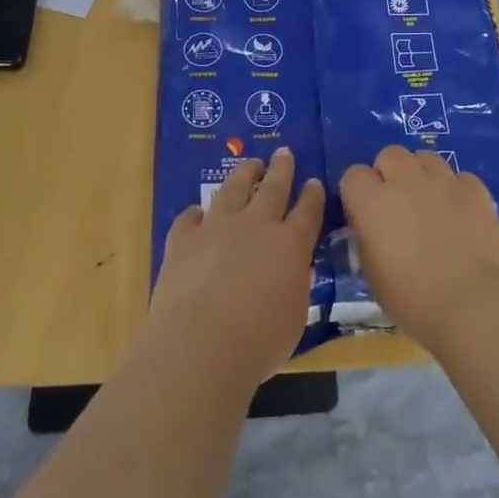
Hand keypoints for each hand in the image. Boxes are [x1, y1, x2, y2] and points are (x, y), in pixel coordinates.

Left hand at [149, 149, 324, 384]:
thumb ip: (295, 288)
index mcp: (291, 244)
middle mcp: (256, 225)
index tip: (314, 182)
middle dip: (281, 169)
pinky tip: (197, 213)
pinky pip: (190, 218)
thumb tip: (294, 272)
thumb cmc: (260, 341)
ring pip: (233, 189)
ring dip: (244, 174)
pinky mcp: (184, 239)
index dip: (313, 195)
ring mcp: (217, 227)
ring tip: (250, 165)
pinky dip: (196, 213)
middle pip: (273, 188)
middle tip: (284, 153)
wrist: (201, 344)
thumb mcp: (294, 317)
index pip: (308, 211)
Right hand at [339, 146, 498, 352]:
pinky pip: (459, 177)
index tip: (364, 213)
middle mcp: (406, 182)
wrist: (472, 304)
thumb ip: (368, 240)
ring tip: (430, 203)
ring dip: (422, 175)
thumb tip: (374, 229)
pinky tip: (460, 214)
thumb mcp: (373, 275)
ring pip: (425, 158)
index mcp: (373, 203)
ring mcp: (444, 182)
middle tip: (397, 204)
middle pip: (390, 154)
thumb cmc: (414, 300)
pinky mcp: (475, 190)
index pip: (353, 175)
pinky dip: (456, 190)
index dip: (358, 192)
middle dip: (389, 173)